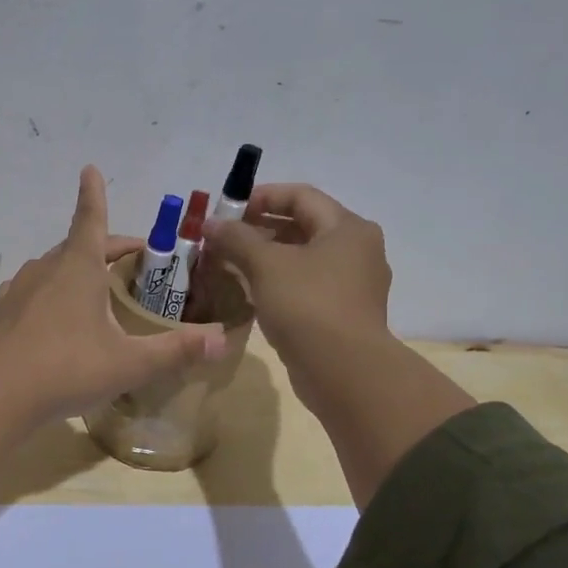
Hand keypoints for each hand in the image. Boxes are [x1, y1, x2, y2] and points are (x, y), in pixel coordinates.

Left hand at [0, 165, 226, 419]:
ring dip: (76, 268)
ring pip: (53, 266)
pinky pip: (32, 290)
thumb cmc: (69, 369)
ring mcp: (20, 289)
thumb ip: (176, 350)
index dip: (94, 195)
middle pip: (78, 245)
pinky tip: (51, 309)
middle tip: (132, 260)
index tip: (90, 169)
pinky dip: (48, 290)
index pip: (91, 219)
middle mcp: (47, 269)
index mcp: (79, 268)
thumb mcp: (130, 363)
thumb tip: (221, 340)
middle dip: (106, 246)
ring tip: (95, 286)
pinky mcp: (4, 312)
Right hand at [204, 184, 473, 505]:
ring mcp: (354, 284)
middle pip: (303, 225)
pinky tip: (252, 292)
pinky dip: (279, 282)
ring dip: (266, 257)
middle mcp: (357, 250)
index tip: (227, 210)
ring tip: (231, 264)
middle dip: (259, 228)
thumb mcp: (266, 265)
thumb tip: (210, 224)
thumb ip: (236, 238)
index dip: (261, 197)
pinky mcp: (344, 313)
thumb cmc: (307, 305)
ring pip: (303, 258)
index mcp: (347, 228)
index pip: (301, 195)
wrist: (344, 371)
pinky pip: (307, 285)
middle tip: (224, 239)